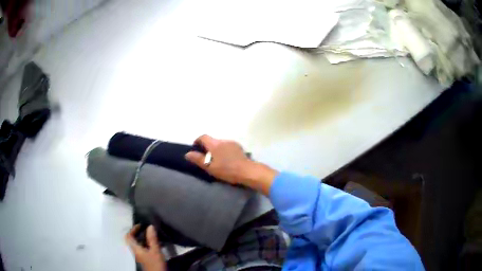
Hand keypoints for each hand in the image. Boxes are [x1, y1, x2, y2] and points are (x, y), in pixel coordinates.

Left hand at [125, 225, 166, 270]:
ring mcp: (139, 255)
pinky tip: (153, 243)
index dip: (132, 229)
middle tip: (145, 229)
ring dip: (141, 238)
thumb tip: (150, 226)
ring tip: (150, 234)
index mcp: (135, 248)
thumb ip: (152, 239)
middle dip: (136, 233)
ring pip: (137, 243)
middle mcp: (135, 251)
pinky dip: (145, 243)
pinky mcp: (144, 258)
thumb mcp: (155, 250)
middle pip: (131, 240)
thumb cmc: (155, 263)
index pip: (128, 236)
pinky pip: (142, 247)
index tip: (140, 225)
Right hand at [185, 135, 276, 194]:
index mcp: (214, 144)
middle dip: (207, 146)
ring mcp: (232, 143)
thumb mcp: (209, 167)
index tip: (195, 147)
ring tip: (217, 160)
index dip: (197, 140)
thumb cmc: (226, 170)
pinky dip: (224, 150)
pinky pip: (228, 146)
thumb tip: (187, 153)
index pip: (203, 137)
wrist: (247, 171)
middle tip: (206, 157)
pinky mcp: (239, 147)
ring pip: (220, 143)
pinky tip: (226, 159)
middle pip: (212, 140)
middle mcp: (223, 140)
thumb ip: (198, 159)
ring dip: (216, 149)